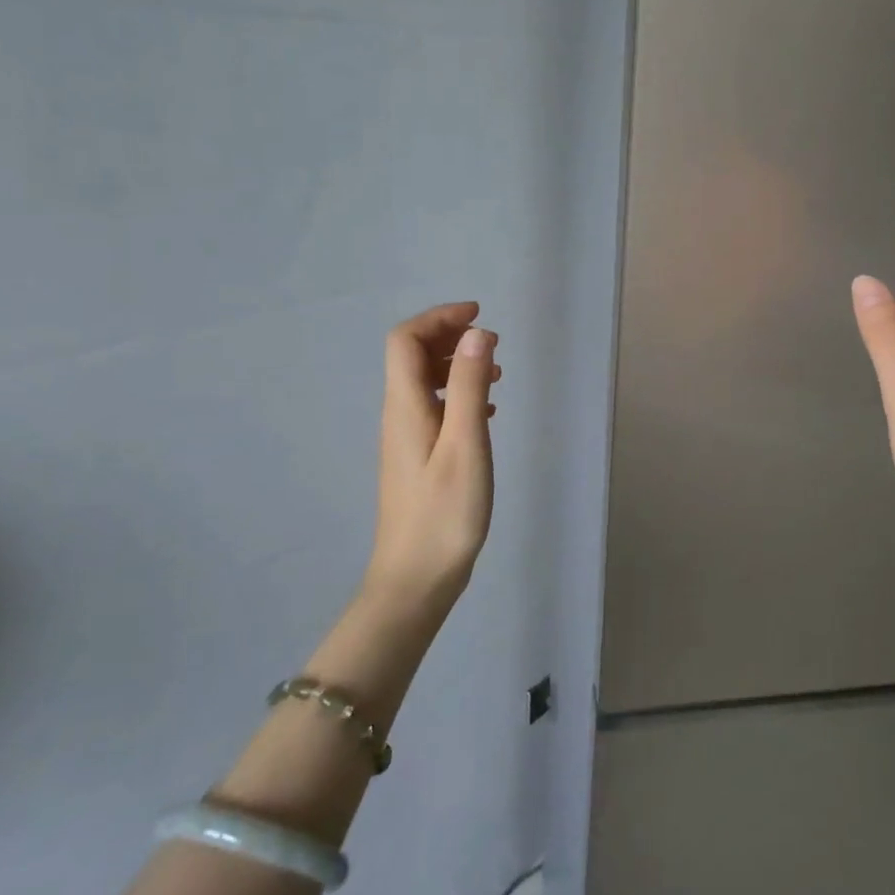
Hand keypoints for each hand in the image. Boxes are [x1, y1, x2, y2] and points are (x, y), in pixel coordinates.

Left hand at [362, 302, 500, 612]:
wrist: (415, 579)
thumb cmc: (444, 512)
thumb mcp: (465, 444)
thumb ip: (467, 386)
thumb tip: (476, 333)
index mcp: (405, 405)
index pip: (405, 339)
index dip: (439, 317)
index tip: (479, 316)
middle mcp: (398, 414)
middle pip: (411, 355)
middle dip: (449, 336)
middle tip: (493, 342)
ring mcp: (405, 437)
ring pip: (423, 381)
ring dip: (455, 365)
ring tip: (496, 374)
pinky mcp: (416, 458)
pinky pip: (432, 407)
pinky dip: (457, 394)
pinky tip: (485, 412)